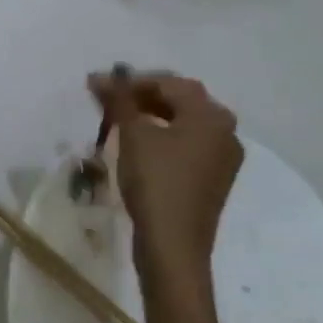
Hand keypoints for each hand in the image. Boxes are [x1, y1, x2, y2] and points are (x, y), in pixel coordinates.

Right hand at [89, 71, 243, 289]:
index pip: (168, 83)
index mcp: (212, 115)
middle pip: (179, 101)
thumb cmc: (156, 183)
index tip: (97, 86)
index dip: (130, 82)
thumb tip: (107, 76)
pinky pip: (186, 146)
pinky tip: (137, 145)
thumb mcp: (133, 136)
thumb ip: (120, 100)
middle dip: (140, 97)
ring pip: (182, 124)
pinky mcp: (212, 180)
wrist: (174, 246)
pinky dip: (161, 138)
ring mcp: (222, 158)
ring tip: (116, 120)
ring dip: (150, 117)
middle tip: (106, 100)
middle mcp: (225, 132)